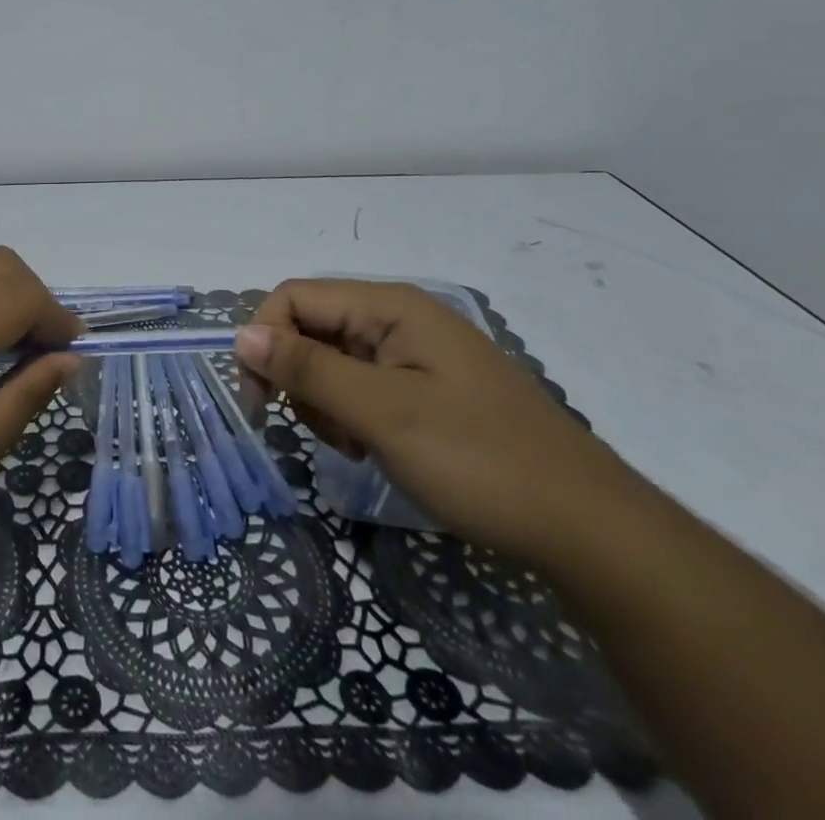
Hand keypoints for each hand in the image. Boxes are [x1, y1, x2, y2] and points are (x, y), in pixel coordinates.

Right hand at [237, 279, 647, 566]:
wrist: (584, 526)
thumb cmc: (478, 459)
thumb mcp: (383, 414)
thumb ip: (308, 369)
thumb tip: (240, 334)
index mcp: (389, 305)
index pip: (295, 297)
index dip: (265, 340)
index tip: (260, 401)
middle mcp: (398, 317)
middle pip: (312, 327)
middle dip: (300, 377)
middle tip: (322, 432)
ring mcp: (415, 352)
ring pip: (333, 359)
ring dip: (325, 402)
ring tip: (355, 446)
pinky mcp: (425, 386)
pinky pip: (363, 384)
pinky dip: (352, 415)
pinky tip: (373, 448)